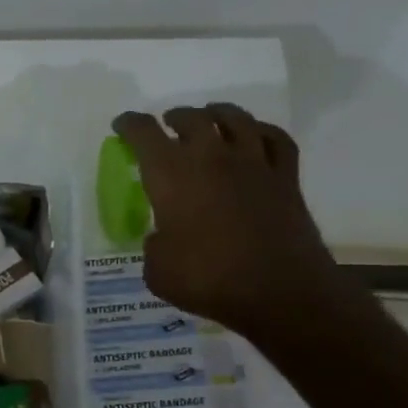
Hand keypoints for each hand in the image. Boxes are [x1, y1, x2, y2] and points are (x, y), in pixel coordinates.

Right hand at [111, 105, 358, 339]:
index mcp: (171, 175)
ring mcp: (253, 164)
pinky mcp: (286, 178)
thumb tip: (164, 237)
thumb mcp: (157, 269)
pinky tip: (254, 137)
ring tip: (209, 118)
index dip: (129, 125)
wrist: (279, 292)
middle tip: (167, 125)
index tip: (122, 125)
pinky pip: (276, 139)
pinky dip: (261, 131)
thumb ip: (155, 244)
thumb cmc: (208, 280)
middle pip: (192, 119)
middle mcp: (211, 158)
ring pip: (236, 119)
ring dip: (217, 114)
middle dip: (174, 118)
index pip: (144, 134)